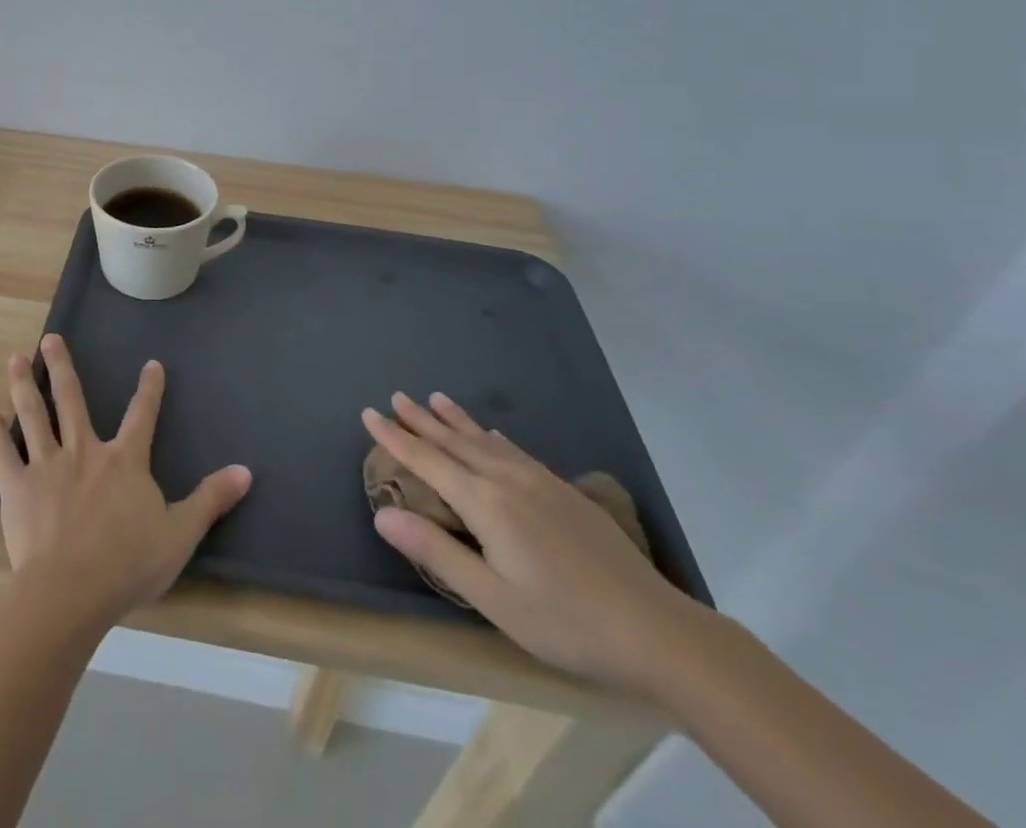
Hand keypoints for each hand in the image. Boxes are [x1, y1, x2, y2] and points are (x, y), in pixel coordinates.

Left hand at [0, 334, 252, 629]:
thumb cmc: (128, 564)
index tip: (151, 364)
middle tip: (49, 337)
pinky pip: (3, 456)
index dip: (149, 389)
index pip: (141, 416)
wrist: (71, 592)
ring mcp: (47, 466)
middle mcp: (84, 452)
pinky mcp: (18, 488)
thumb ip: (210, 499)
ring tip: (14, 359)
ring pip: (34, 415)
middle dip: (61, 366)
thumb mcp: (180, 533)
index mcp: (124, 461)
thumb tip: (246, 471)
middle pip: (71, 400)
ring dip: (24, 386)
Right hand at [364, 392, 708, 695]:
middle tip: (396, 396)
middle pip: (454, 442)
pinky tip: (492, 437)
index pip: (427, 461)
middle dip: (421, 420)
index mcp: (485, 503)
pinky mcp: (564, 492)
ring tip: (436, 398)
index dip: (395, 437)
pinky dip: (491, 437)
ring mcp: (539, 482)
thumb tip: (381, 513)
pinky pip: (514, 451)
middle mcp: (507, 480)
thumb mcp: (492, 598)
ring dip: (455, 420)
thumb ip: (436, 551)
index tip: (369, 412)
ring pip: (485, 441)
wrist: (655, 629)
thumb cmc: (564, 620)